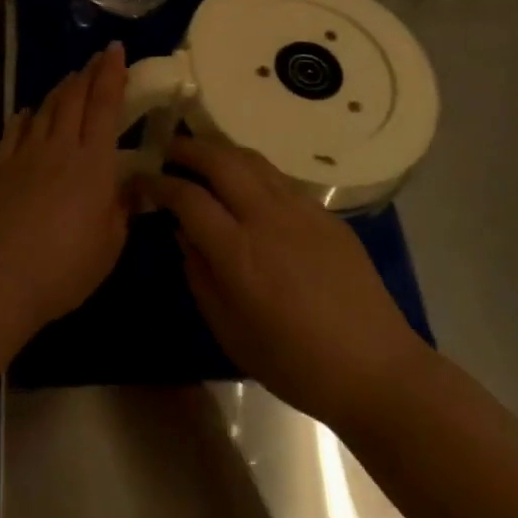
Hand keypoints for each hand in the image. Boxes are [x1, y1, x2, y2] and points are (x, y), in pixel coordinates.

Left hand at [0, 43, 131, 334]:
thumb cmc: (64, 268)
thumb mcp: (109, 246)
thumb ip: (122, 210)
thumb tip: (130, 187)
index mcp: (94, 163)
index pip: (105, 104)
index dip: (112, 73)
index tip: (116, 49)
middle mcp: (60, 147)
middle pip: (74, 98)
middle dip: (88, 73)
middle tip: (96, 58)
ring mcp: (25, 154)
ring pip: (46, 109)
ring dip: (60, 89)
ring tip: (70, 78)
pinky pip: (15, 130)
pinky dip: (26, 116)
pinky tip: (29, 112)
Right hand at [138, 137, 428, 433]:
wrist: (375, 368)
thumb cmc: (294, 363)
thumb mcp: (230, 331)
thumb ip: (199, 276)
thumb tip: (184, 234)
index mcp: (238, 252)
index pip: (187, 198)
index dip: (158, 183)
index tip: (141, 180)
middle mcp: (267, 218)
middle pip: (220, 160)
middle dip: (188, 148)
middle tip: (168, 149)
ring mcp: (301, 210)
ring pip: (253, 160)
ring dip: (221, 150)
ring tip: (203, 155)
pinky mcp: (326, 213)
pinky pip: (279, 178)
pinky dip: (253, 170)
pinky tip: (247, 185)